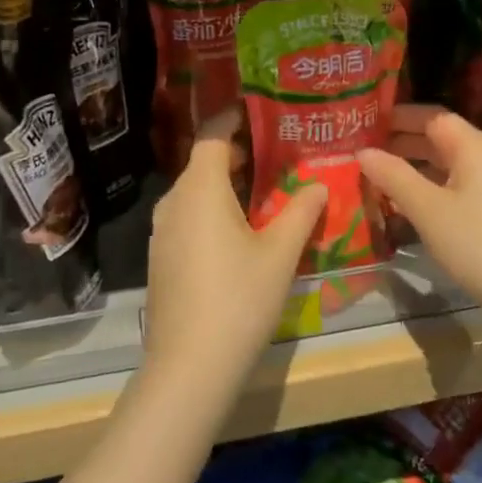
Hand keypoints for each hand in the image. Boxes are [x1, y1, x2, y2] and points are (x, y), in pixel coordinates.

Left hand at [143, 112, 327, 394]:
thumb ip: (301, 212)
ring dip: (230, 184)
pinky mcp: (162, 257)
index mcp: (199, 188)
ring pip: (198, 191)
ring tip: (270, 189)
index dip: (237, 117)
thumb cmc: (238, 300)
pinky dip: (216, 209)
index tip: (267, 113)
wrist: (188, 369)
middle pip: (205, 161)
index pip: (213, 133)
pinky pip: (190, 216)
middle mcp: (174, 201)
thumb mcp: (280, 254)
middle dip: (242, 153)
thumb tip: (319, 184)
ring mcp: (163, 231)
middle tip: (283, 153)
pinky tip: (244, 230)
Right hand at [358, 105, 481, 325]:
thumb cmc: (478, 244)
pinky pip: (460, 185)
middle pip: (442, 138)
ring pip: (450, 164)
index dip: (399, 117)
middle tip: (365, 150)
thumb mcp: (428, 209)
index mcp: (475, 146)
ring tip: (380, 176)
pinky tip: (412, 204)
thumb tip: (362, 152)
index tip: (366, 123)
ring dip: (416, 166)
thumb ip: (393, 176)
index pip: (432, 116)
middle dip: (403, 141)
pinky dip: (433, 186)